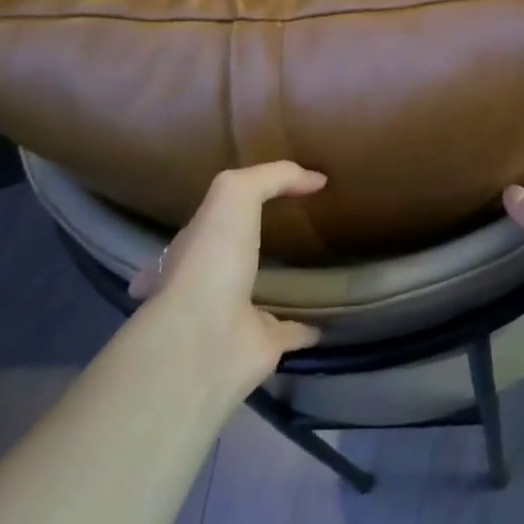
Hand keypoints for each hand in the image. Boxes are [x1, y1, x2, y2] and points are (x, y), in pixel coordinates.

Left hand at [128, 162, 325, 393]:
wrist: (205, 342)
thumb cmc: (211, 261)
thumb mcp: (234, 194)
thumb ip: (272, 177)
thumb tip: (316, 178)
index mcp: (192, 248)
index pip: (206, 223)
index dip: (225, 210)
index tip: (255, 198)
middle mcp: (208, 284)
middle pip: (232, 261)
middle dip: (250, 248)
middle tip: (287, 232)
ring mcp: (236, 317)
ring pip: (264, 295)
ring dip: (283, 285)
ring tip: (314, 267)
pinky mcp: (266, 346)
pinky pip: (294, 331)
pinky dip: (310, 325)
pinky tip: (332, 314)